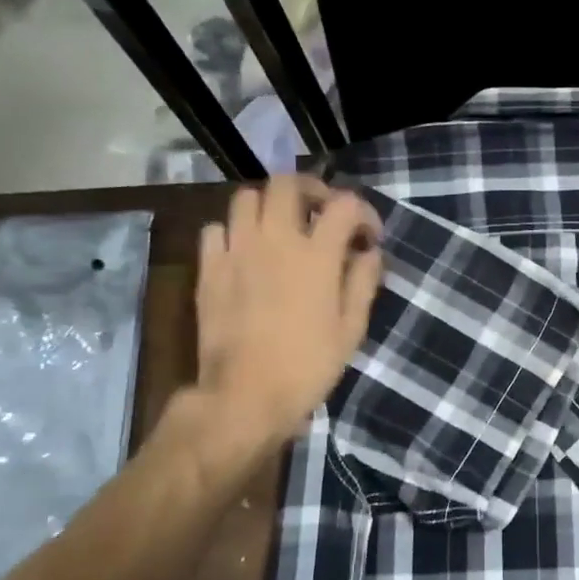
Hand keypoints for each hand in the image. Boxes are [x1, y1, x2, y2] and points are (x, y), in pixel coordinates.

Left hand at [165, 176, 382, 484]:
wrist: (245, 396)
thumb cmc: (308, 365)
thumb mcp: (351, 329)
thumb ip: (363, 282)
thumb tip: (370, 253)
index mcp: (317, 255)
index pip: (344, 204)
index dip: (363, 212)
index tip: (368, 236)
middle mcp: (275, 240)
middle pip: (287, 183)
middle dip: (311, 189)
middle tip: (321, 213)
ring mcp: (236, 251)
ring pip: (246, 197)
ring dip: (269, 205)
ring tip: (281, 228)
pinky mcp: (208, 269)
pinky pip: (216, 229)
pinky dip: (234, 231)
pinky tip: (245, 252)